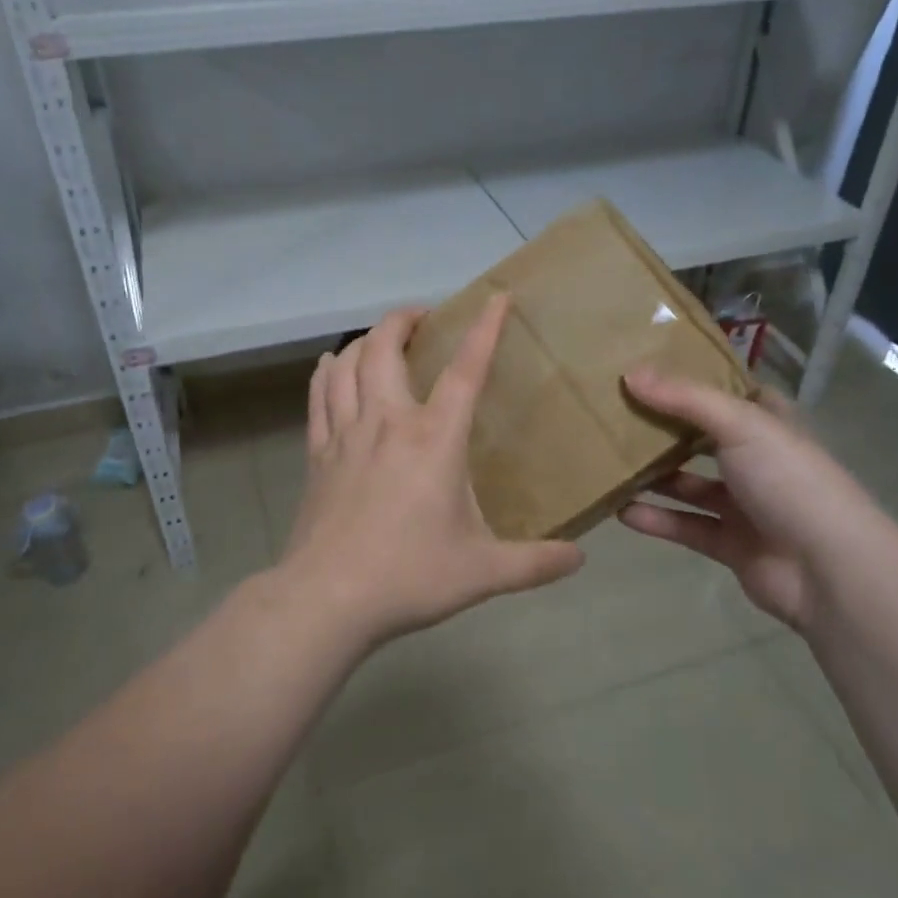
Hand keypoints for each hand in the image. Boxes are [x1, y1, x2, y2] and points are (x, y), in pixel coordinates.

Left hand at [280, 296, 585, 650]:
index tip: (495, 298)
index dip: (483, 329)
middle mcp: (387, 422)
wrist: (327, 599)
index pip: (465, 370)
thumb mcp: (484, 572)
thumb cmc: (409, 576)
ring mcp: (345, 434)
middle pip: (385, 348)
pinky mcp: (317, 453)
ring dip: (365, 340)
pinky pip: (318, 395)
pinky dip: (327, 371)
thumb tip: (580, 559)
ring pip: (347, 363)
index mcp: (433, 439)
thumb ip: (536, 563)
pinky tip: (332, 366)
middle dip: (403, 319)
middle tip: (422, 316)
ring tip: (381, 338)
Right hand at [616, 367, 879, 631]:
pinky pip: (685, 525)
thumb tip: (629, 373)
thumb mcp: (740, 424)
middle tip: (614, 414)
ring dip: (654, 476)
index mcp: (769, 424)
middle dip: (663, 429)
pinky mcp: (731, 543)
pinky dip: (656, 519)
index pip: (731, 392)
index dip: (696, 379)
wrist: (828, 569)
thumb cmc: (789, 480)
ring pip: (690, 484)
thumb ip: (684, 398)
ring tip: (608, 462)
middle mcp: (757, 460)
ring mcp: (745, 504)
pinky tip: (620, 510)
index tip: (650, 369)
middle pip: (702, 438)